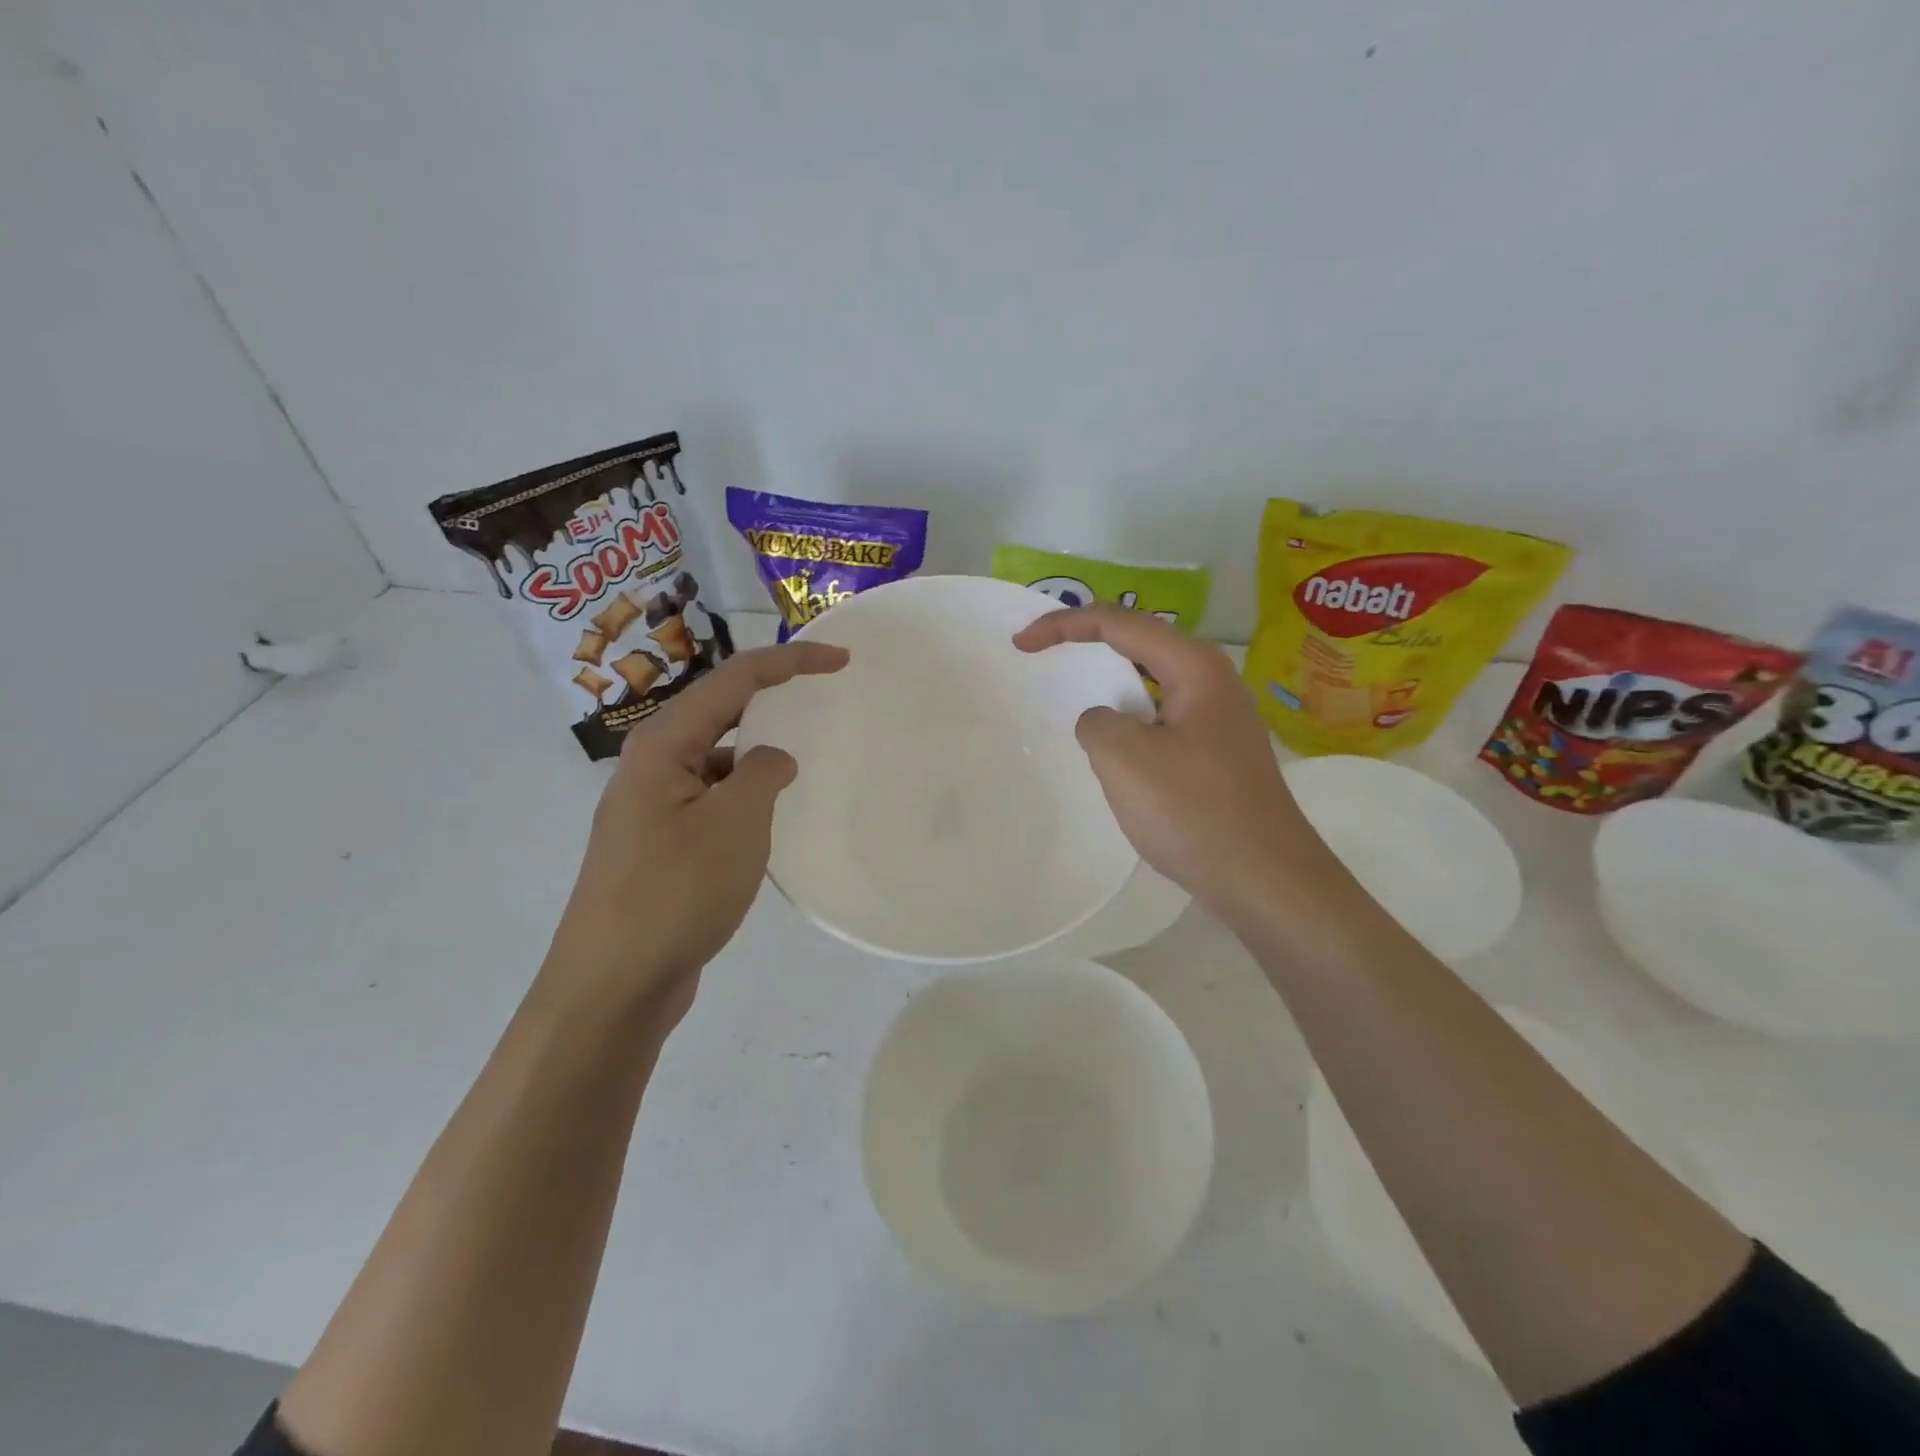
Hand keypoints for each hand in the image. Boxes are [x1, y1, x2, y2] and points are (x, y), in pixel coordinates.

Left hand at [541, 642, 848, 1031]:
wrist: (613, 985)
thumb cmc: (675, 892)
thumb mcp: (735, 823)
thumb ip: (764, 774)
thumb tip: (774, 759)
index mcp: (663, 746)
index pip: (733, 680)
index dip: (789, 662)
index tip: (840, 660)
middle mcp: (653, 766)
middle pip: (720, 711)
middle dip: (772, 696)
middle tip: (823, 692)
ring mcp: (654, 808)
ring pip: (717, 760)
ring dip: (759, 752)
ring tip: (806, 758)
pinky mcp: (663, 845)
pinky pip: (714, 800)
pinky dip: (747, 796)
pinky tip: (773, 818)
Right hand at [1013, 606, 1333, 918]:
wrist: (1265, 880)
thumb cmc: (1194, 811)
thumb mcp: (1125, 759)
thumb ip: (1097, 723)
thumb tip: (1104, 721)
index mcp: (1195, 668)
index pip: (1120, 624)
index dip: (1065, 625)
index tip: (1022, 644)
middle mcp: (1214, 682)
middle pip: (1140, 645)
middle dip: (1088, 644)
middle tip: (1043, 654)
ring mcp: (1220, 720)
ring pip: (1152, 685)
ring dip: (1109, 685)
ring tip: (1072, 695)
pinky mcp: (1218, 755)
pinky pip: (1162, 720)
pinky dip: (1129, 720)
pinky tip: (1114, 749)